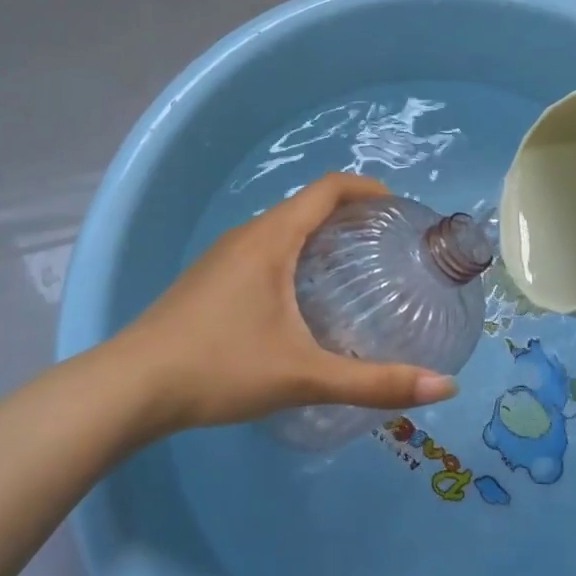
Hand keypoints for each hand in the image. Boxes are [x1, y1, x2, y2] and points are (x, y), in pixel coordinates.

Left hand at [108, 173, 458, 434]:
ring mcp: (223, 256)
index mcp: (272, 238)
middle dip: (350, 215)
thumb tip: (445, 387)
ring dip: (320, 236)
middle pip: (308, 205)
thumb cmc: (220, 367)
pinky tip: (302, 300)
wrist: (130, 387)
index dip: (368, 188)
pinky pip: (264, 249)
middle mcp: (248, 234)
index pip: (329, 188)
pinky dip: (295, 255)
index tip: (400, 209)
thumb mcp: (304, 376)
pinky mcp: (209, 279)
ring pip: (283, 229)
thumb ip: (374, 383)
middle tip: (387, 245)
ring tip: (353, 270)